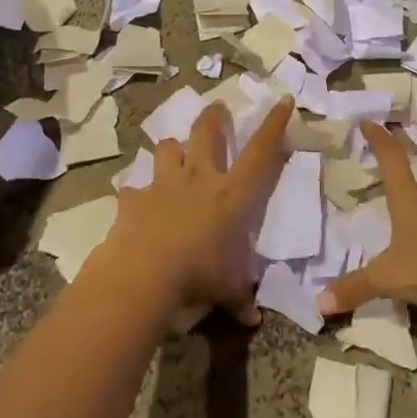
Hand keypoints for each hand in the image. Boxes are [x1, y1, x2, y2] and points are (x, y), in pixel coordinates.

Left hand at [100, 95, 294, 321]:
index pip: (261, 151)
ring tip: (174, 156)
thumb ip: (240, 298)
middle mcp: (199, 178)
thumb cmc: (199, 274)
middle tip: (216, 110)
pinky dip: (137, 194)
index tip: (283, 99)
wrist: (144, 273)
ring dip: (172, 150)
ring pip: (168, 148)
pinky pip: (135, 188)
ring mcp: (163, 184)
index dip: (274, 124)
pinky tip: (137, 205)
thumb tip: (251, 318)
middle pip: (207, 132)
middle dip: (213, 118)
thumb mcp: (227, 288)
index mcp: (232, 193)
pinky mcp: (133, 198)